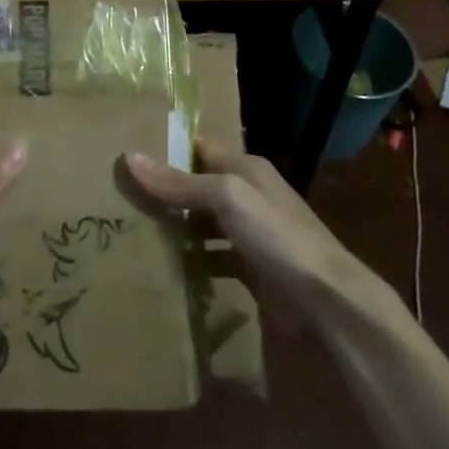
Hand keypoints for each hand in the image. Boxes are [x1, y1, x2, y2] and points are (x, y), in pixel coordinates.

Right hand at [125, 139, 393, 324]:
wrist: (327, 299)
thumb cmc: (277, 235)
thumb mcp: (227, 198)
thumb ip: (180, 182)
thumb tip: (130, 157)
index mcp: (245, 168)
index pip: (198, 149)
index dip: (167, 151)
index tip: (128, 158)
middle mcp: (248, 194)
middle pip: (199, 186)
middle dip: (166, 193)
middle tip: (121, 199)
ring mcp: (250, 232)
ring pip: (204, 223)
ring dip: (177, 228)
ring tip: (133, 232)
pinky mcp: (251, 268)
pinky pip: (213, 257)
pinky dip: (194, 261)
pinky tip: (166, 269)